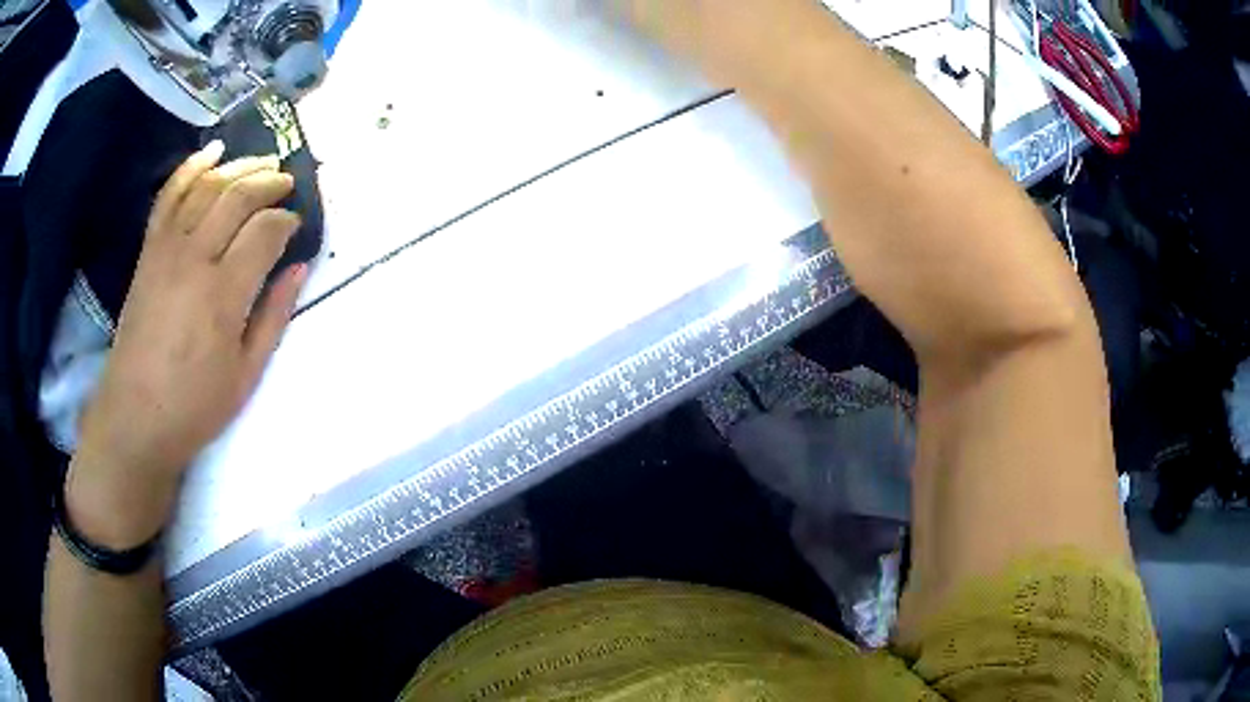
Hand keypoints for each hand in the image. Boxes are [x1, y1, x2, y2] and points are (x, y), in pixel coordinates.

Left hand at [68, 141, 307, 544]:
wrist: (134, 417)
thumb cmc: (194, 406)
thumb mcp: (246, 375)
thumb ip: (274, 316)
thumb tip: (298, 268)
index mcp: (224, 294)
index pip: (265, 231)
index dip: (287, 221)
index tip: (297, 227)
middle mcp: (195, 258)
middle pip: (238, 197)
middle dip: (269, 182)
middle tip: (287, 183)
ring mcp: (167, 249)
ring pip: (207, 186)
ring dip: (239, 167)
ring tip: (262, 163)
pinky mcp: (149, 251)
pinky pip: (169, 195)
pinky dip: (191, 167)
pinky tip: (212, 152)